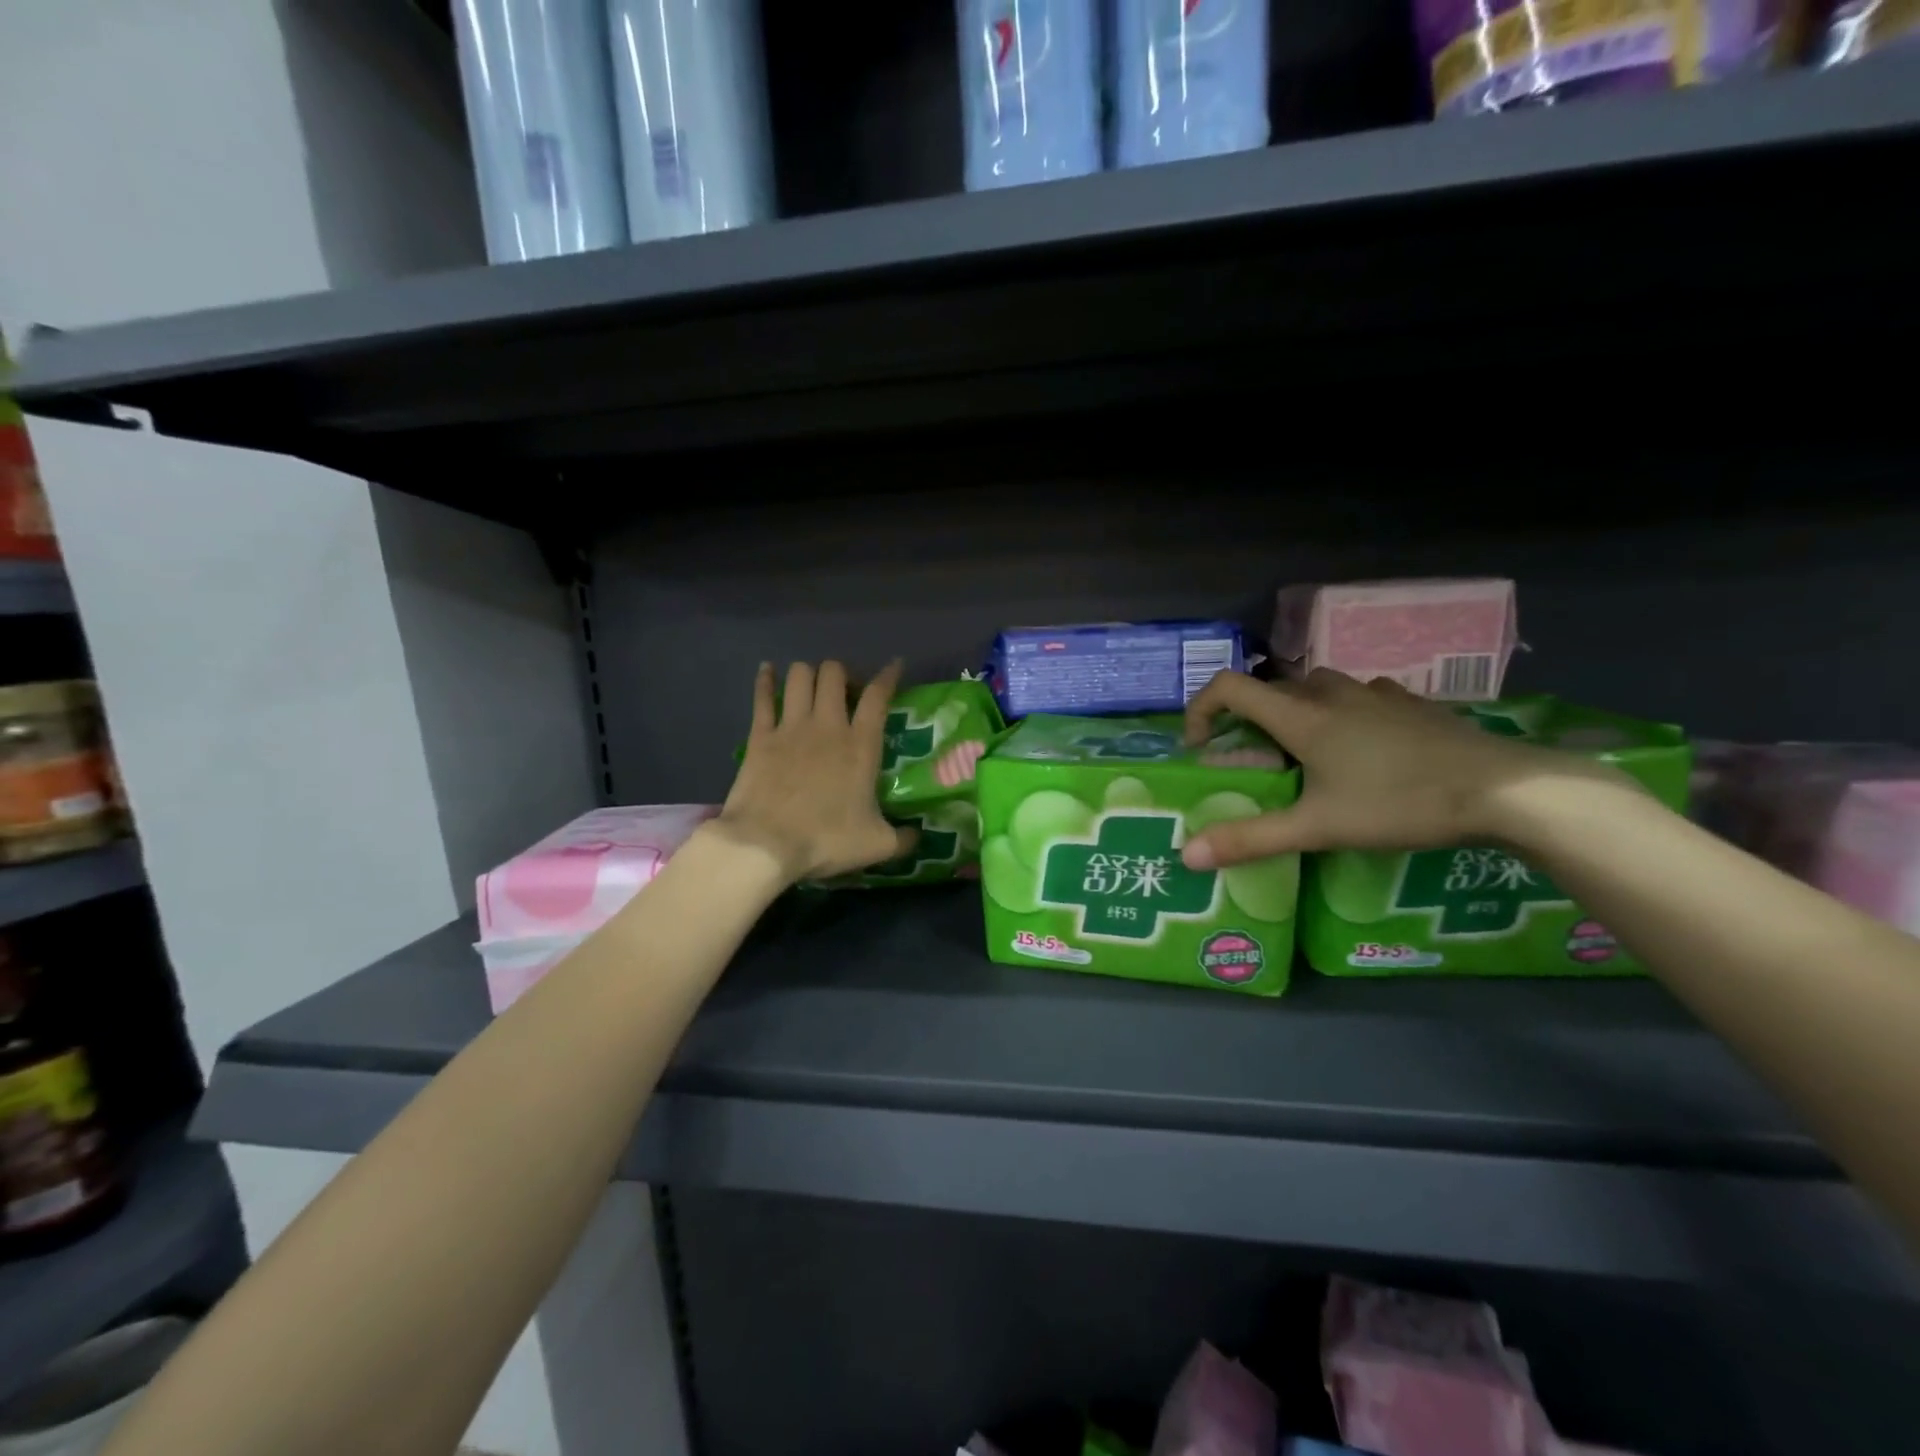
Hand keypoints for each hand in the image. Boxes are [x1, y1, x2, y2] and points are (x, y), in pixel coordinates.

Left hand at [714, 659, 916, 882]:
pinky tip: (768, 671)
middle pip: (835, 674)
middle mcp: (827, 726)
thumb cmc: (826, 841)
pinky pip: (762, 696)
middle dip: (843, 674)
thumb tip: (918, 837)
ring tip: (813, 687)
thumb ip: (903, 839)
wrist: (765, 844)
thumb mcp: (876, 845)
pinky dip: (765, 680)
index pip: (878, 696)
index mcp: (861, 745)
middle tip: (846, 692)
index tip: (894, 666)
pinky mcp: (759, 736)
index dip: (888, 676)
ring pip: (800, 676)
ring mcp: (790, 727)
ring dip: (809, 675)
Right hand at [1179, 669, 1627, 869]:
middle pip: (1271, 688)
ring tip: (1306, 753)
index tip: (1202, 745)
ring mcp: (1375, 693)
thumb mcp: (1319, 828)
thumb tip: (1187, 854)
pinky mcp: (1410, 702)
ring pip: (1316, 687)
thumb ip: (1252, 839)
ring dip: (1295, 710)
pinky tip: (1363, 746)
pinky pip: (1359, 695)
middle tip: (1256, 761)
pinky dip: (1342, 712)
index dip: (1202, 708)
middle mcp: (1331, 693)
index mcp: (1302, 716)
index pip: (1230, 687)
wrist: (1503, 789)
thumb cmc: (1400, 803)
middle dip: (1249, 718)